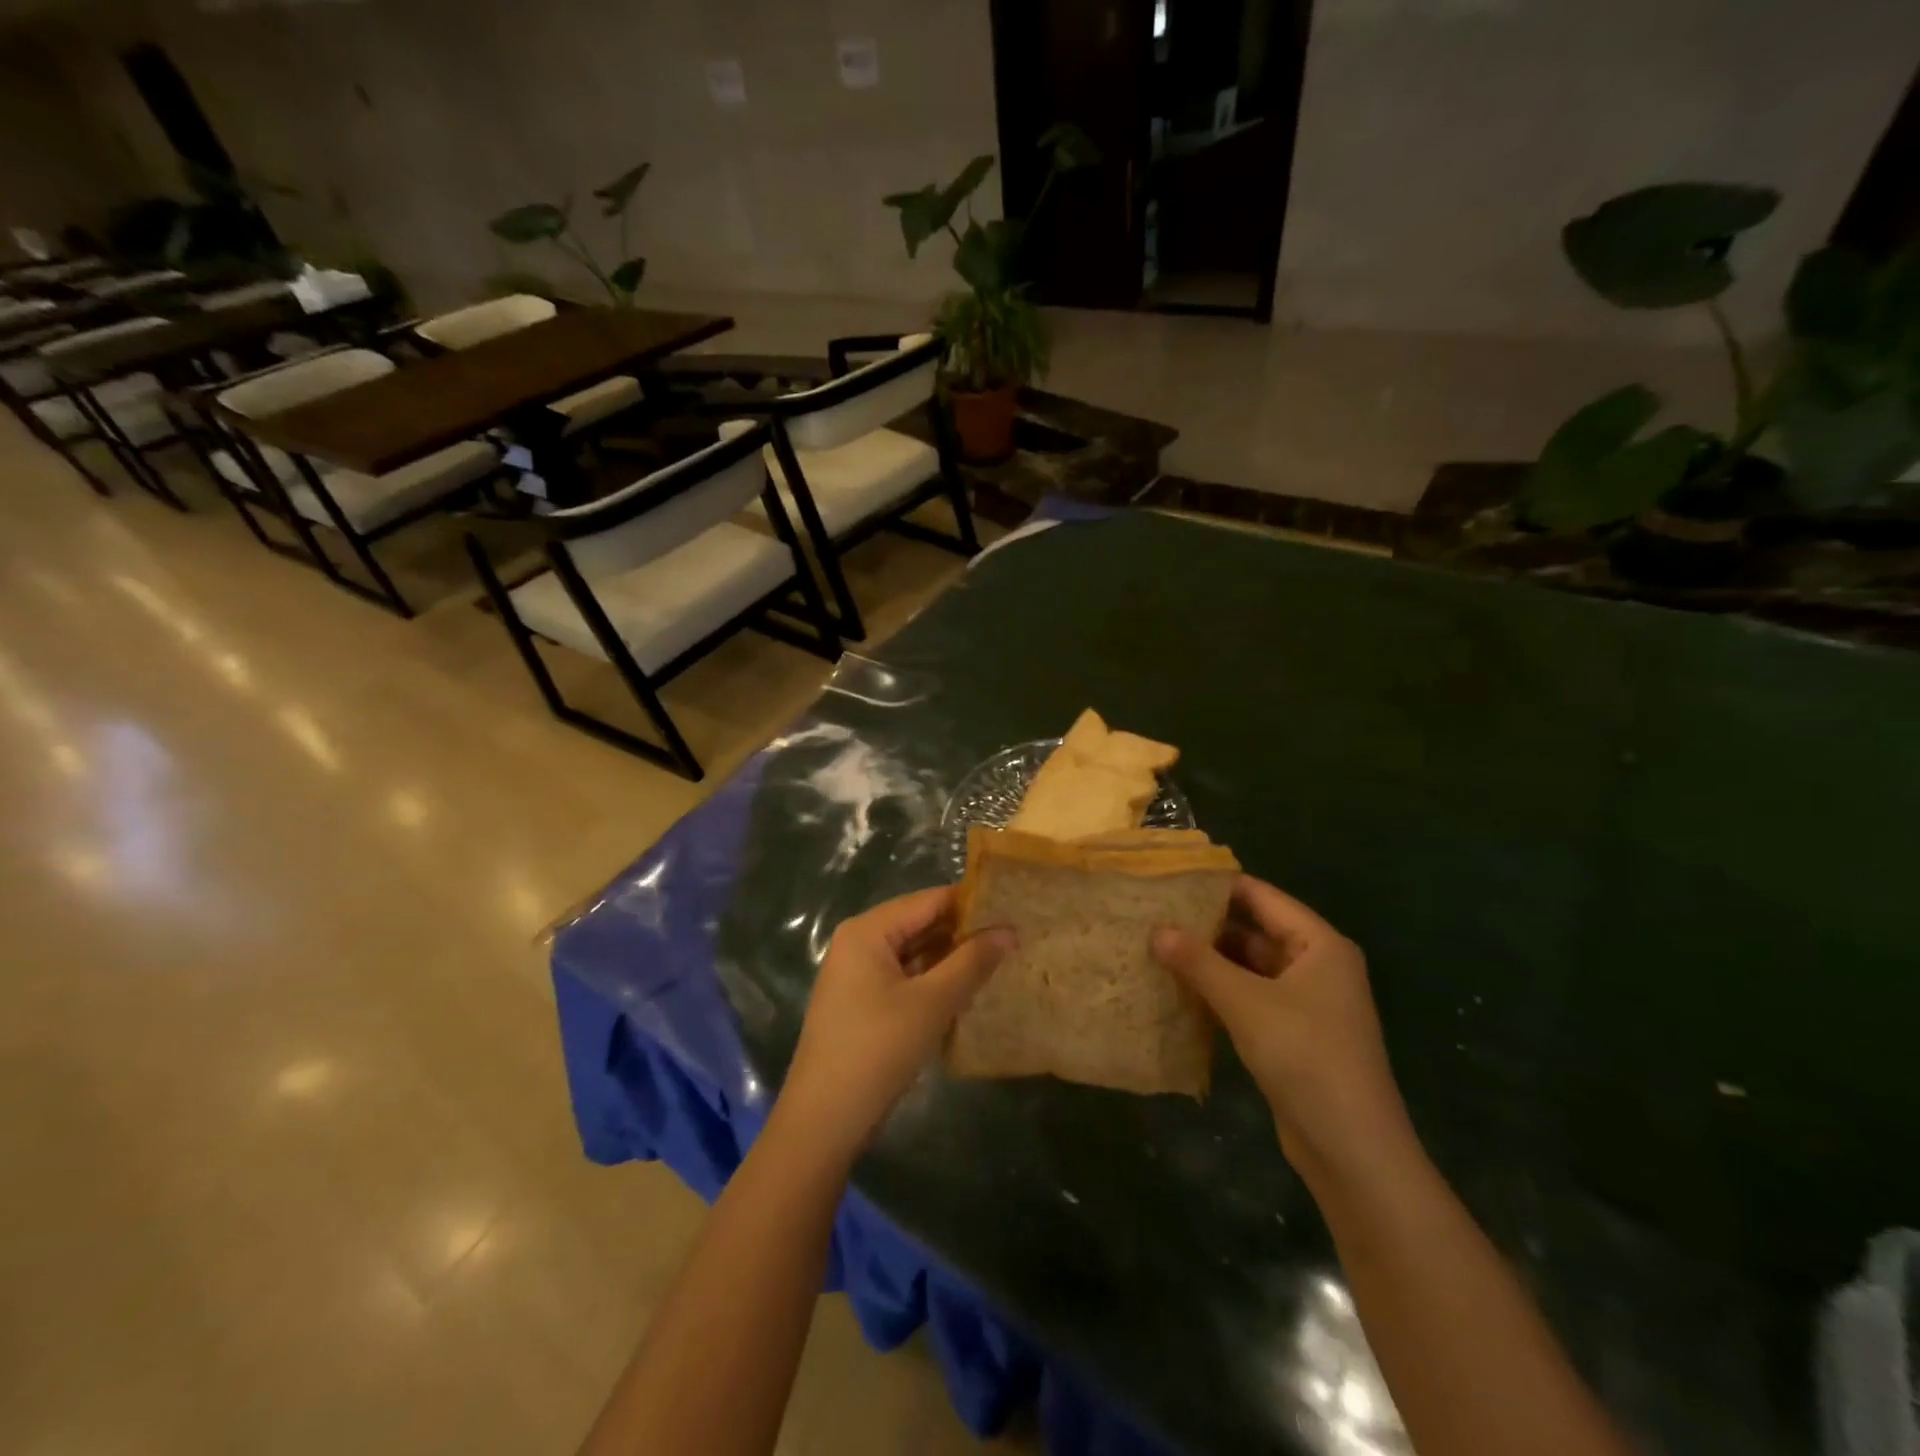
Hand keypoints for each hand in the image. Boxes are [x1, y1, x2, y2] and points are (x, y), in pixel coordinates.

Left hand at [781, 887, 1014, 1157]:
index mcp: (868, 930)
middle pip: (920, 923)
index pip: (929, 900)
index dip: (972, 903)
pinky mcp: (862, 1003)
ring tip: (1000, 959)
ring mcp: (857, 974)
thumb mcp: (932, 1002)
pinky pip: (905, 977)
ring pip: (914, 952)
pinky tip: (967, 990)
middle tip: (1014, 937)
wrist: (824, 1121)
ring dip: (951, 958)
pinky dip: (933, 980)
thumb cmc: (878, 1050)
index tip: (1014, 909)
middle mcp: (859, 942)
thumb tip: (1009, 930)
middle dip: (963, 931)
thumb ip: (972, 962)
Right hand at [1152, 876, 1413, 1185]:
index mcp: (1319, 944)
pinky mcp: (1292, 1033)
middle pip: (1255, 930)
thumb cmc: (1306, 1058)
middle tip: (1154, 912)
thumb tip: (1156, 929)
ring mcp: (1305, 1001)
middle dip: (1207, 923)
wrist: (1352, 1149)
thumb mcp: (1246, 1003)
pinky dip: (1219, 990)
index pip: (1262, 897)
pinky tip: (1179, 988)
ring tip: (1157, 945)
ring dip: (1209, 960)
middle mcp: (1316, 965)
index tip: (1170, 877)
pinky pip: (1250, 996)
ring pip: (1249, 966)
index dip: (1218, 885)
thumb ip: (1199, 962)